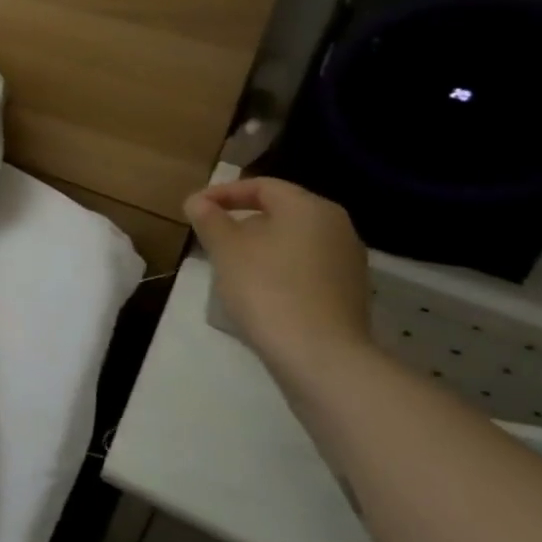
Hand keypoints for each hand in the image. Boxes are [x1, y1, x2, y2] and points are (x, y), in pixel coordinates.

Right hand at [184, 178, 374, 374]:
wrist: (319, 355)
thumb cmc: (266, 288)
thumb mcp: (225, 248)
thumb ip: (209, 218)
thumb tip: (197, 201)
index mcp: (309, 207)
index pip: (261, 186)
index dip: (222, 192)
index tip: (193, 208)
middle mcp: (336, 226)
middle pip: (280, 211)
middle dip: (240, 220)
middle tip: (208, 235)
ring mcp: (347, 260)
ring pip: (292, 239)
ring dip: (258, 245)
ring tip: (228, 263)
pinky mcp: (348, 291)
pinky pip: (305, 265)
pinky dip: (278, 267)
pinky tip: (256, 288)